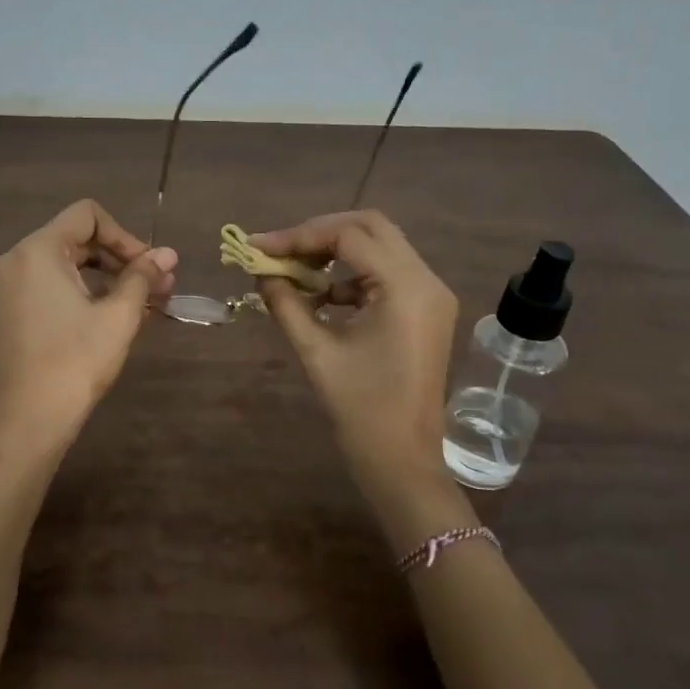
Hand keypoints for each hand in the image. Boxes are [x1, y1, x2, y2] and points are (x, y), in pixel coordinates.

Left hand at [0, 200, 177, 454]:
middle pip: (76, 238)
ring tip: (142, 304)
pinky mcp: (8, 311)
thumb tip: (169, 254)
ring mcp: (6, 287)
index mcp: (36, 251)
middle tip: (157, 287)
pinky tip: (112, 315)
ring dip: (105, 277)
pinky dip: (82, 292)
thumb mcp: (118, 316)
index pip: (87, 216)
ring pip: (64, 264)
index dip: (126, 236)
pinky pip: (49, 285)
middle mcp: (14, 260)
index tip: (150, 268)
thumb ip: (143, 277)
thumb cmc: (75, 363)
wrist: (28, 423)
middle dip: (120, 258)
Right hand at [249, 211, 457, 501]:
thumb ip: (285, 303)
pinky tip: (322, 297)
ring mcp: (431, 295)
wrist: (402, 460)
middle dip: (319, 233)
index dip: (298, 236)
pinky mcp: (426, 310)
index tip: (258, 246)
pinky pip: (387, 273)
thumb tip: (259, 271)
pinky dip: (352, 274)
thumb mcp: (315, 351)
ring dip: (335, 251)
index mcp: (405, 288)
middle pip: (370, 228)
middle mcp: (426, 280)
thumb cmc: (359, 410)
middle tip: (279, 250)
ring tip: (294, 271)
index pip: (348, 237)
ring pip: (380, 246)